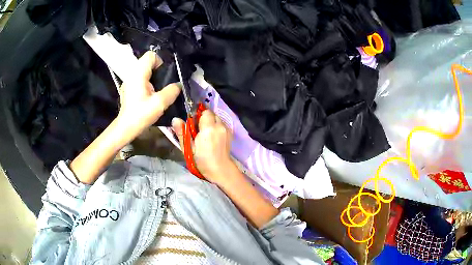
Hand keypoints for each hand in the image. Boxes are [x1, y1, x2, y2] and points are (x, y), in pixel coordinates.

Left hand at [117, 51, 180, 138]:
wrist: (125, 127)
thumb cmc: (141, 114)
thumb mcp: (160, 103)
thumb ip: (172, 91)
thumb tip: (178, 84)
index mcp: (138, 73)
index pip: (151, 55)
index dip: (161, 62)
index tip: (165, 75)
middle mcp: (132, 74)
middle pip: (147, 62)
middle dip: (158, 70)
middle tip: (163, 83)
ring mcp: (129, 81)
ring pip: (144, 70)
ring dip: (152, 76)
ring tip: (158, 89)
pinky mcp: (128, 88)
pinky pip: (140, 78)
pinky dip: (147, 82)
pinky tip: (149, 95)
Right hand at [172, 110, 234, 183]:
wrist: (220, 170)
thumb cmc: (202, 161)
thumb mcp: (188, 148)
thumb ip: (182, 132)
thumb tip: (175, 119)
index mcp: (208, 129)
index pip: (204, 112)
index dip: (198, 115)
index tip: (192, 122)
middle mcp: (219, 126)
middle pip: (211, 113)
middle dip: (204, 117)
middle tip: (197, 128)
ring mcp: (226, 129)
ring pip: (217, 118)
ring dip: (211, 122)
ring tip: (205, 133)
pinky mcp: (230, 133)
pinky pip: (221, 124)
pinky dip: (216, 126)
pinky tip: (212, 136)